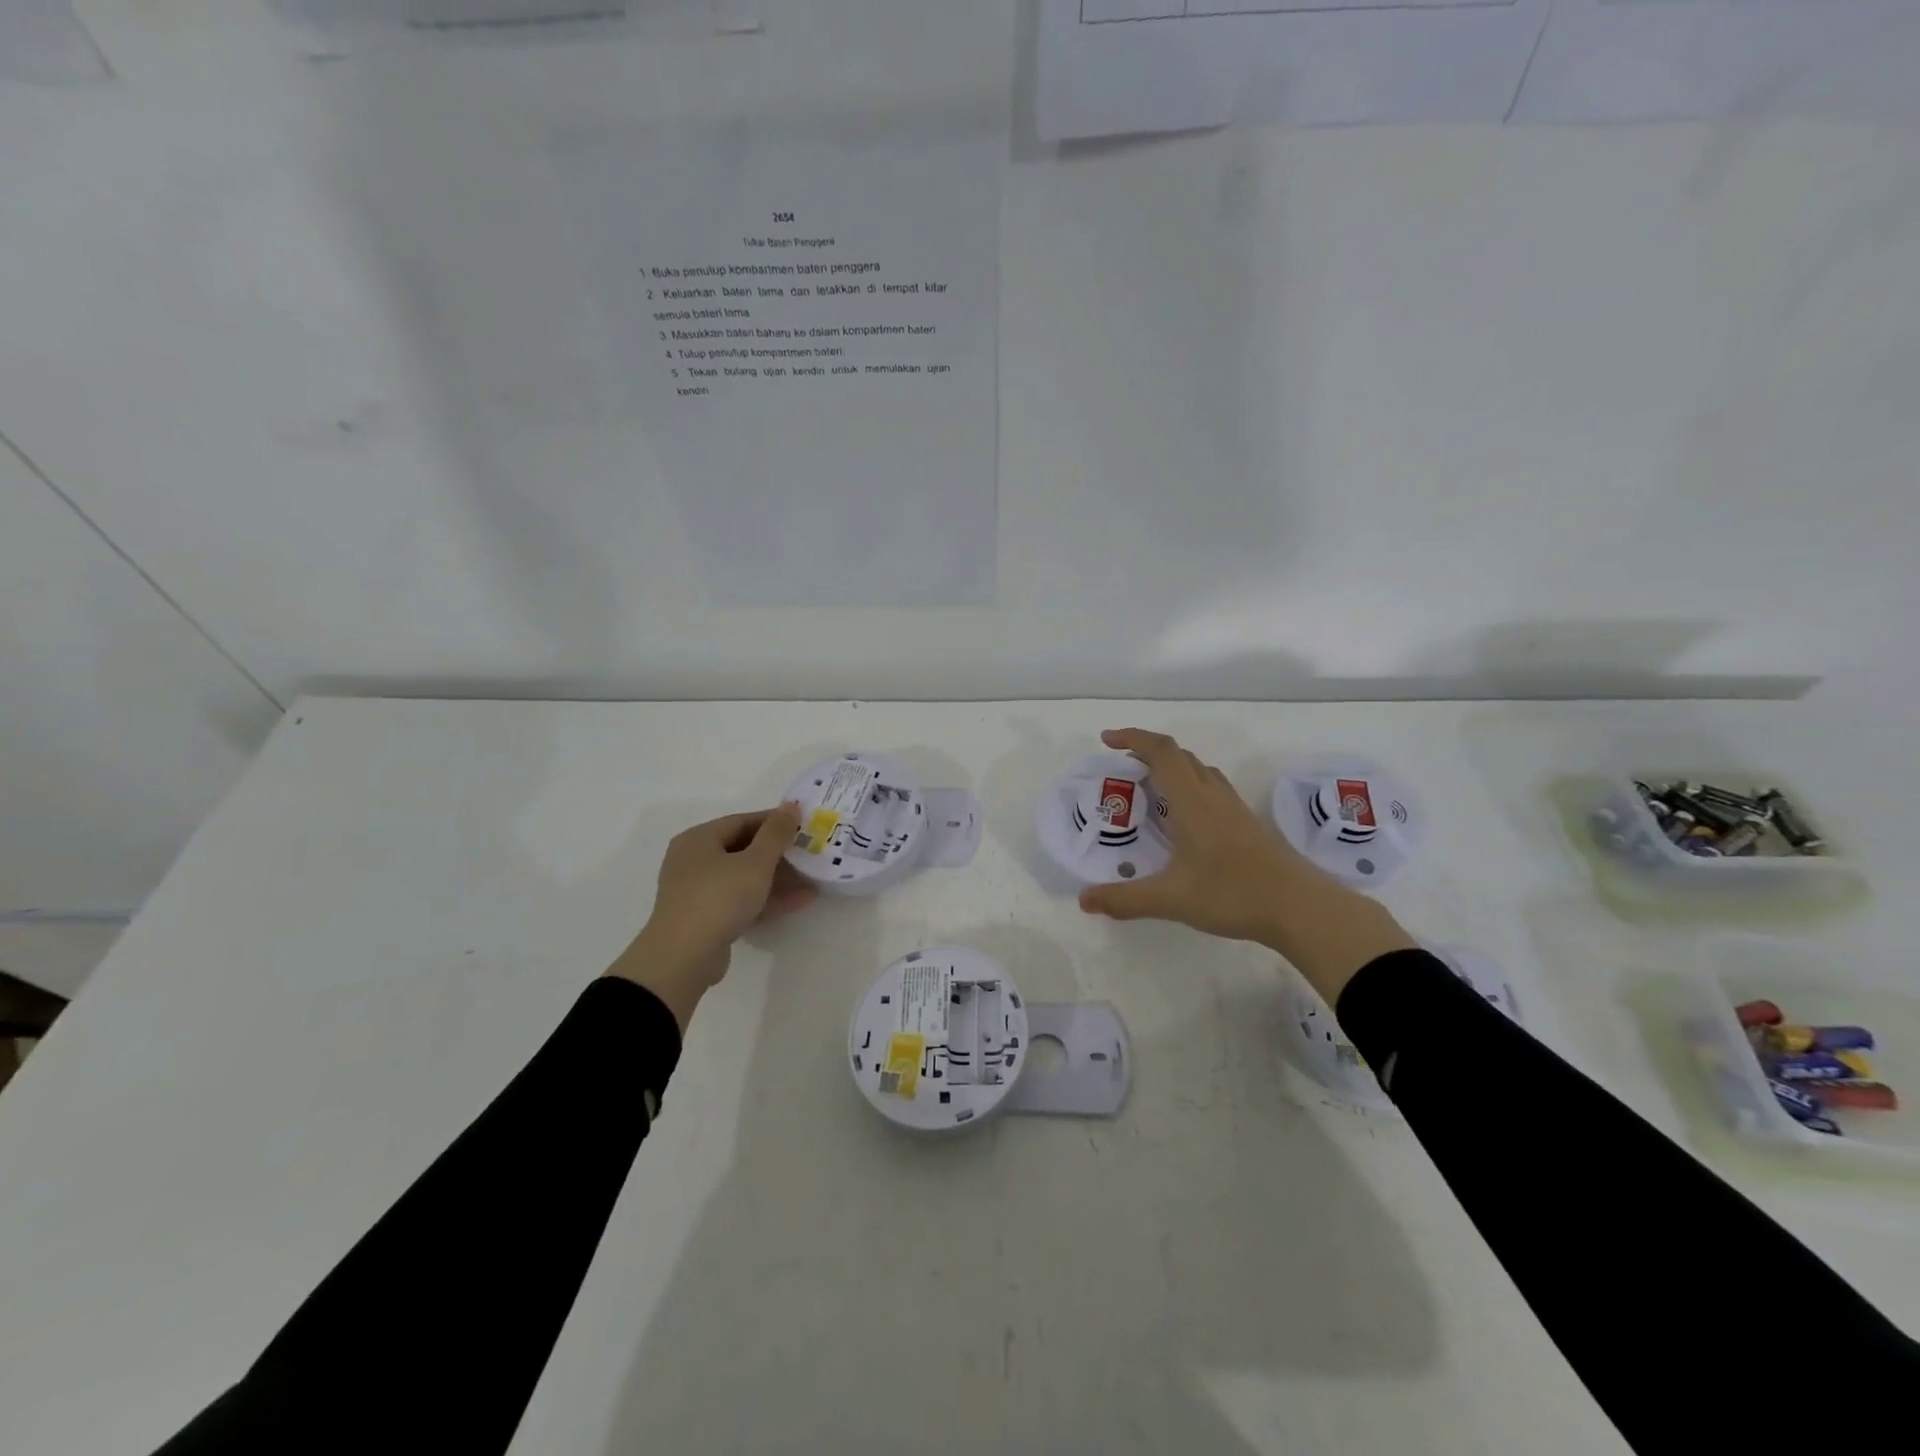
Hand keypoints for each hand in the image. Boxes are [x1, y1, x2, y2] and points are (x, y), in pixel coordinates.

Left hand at [607, 803, 816, 1031]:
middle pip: (743, 849)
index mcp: (699, 839)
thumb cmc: (718, 898)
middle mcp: (693, 861)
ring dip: (778, 877)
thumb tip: (791, 805)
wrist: (682, 958)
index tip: (803, 825)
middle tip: (809, 851)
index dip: (774, 821)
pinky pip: (741, 900)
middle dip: (779, 852)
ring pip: (744, 877)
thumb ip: (776, 833)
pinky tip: (801, 899)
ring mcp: (698, 892)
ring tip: (813, 876)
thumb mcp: (755, 863)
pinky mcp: (706, 918)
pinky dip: (767, 898)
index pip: (742, 821)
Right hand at [1078, 729, 1414, 1003]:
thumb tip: (1084, 900)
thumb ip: (1125, 899)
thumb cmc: (1233, 894)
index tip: (1107, 739)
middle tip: (1122, 769)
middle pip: (1180, 756)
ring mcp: (1234, 809)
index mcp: (1191, 802)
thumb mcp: (1171, 899)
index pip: (1161, 752)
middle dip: (1147, 752)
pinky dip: (1190, 789)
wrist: (1302, 908)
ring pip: (1200, 772)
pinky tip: (1185, 822)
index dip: (1133, 738)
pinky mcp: (1248, 825)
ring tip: (1150, 791)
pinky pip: (1212, 790)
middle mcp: (1213, 796)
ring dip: (1172, 769)